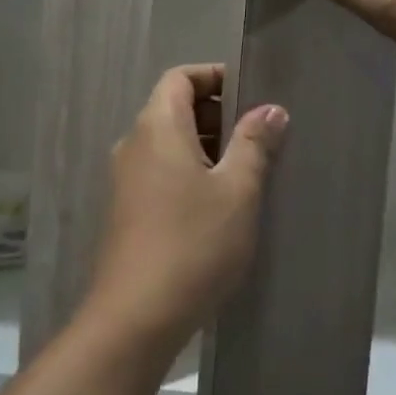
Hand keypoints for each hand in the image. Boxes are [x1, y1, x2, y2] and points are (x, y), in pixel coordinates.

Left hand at [83, 64, 287, 353]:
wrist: (135, 317)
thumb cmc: (193, 243)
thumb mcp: (237, 191)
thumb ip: (254, 144)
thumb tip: (270, 110)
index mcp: (156, 127)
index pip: (180, 78)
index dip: (214, 77)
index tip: (252, 95)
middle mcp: (133, 145)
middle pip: (173, 108)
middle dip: (217, 115)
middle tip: (259, 138)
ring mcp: (125, 180)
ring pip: (168, 144)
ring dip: (206, 148)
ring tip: (247, 173)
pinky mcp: (126, 211)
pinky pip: (160, 173)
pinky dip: (189, 173)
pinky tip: (219, 206)